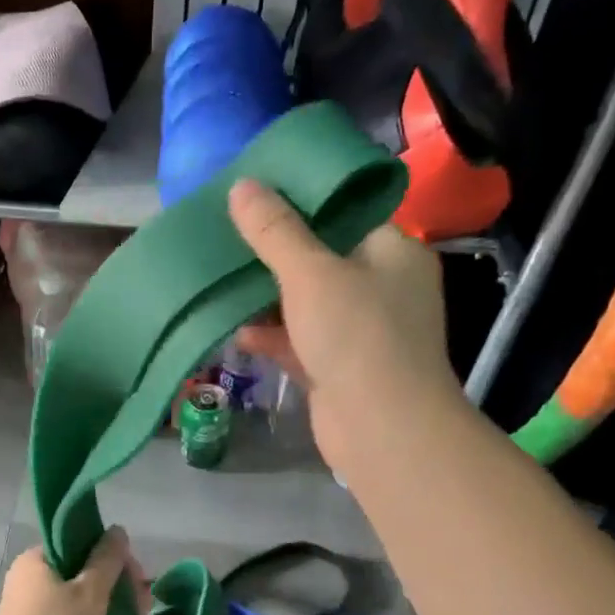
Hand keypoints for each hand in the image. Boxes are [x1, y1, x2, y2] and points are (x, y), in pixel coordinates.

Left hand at [0, 527, 144, 614]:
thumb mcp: (89, 593)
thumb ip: (106, 559)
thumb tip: (117, 530)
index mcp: (37, 558)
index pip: (82, 542)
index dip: (115, 557)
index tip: (138, 581)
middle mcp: (28, 576)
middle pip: (81, 568)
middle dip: (115, 584)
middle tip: (143, 609)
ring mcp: (27, 605)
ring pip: (76, 594)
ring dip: (105, 604)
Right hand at [228, 178, 462, 471]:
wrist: (383, 429)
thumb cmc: (356, 335)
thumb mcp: (310, 273)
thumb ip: (274, 230)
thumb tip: (242, 185)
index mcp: (392, 252)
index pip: (347, 213)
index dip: (302, 201)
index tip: (258, 194)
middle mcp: (383, 287)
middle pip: (321, 258)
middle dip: (275, 252)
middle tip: (230, 234)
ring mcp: (362, 331)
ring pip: (306, 303)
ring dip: (267, 297)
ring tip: (223, 279)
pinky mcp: (339, 367)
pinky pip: (299, 341)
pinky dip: (272, 335)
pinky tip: (238, 330)